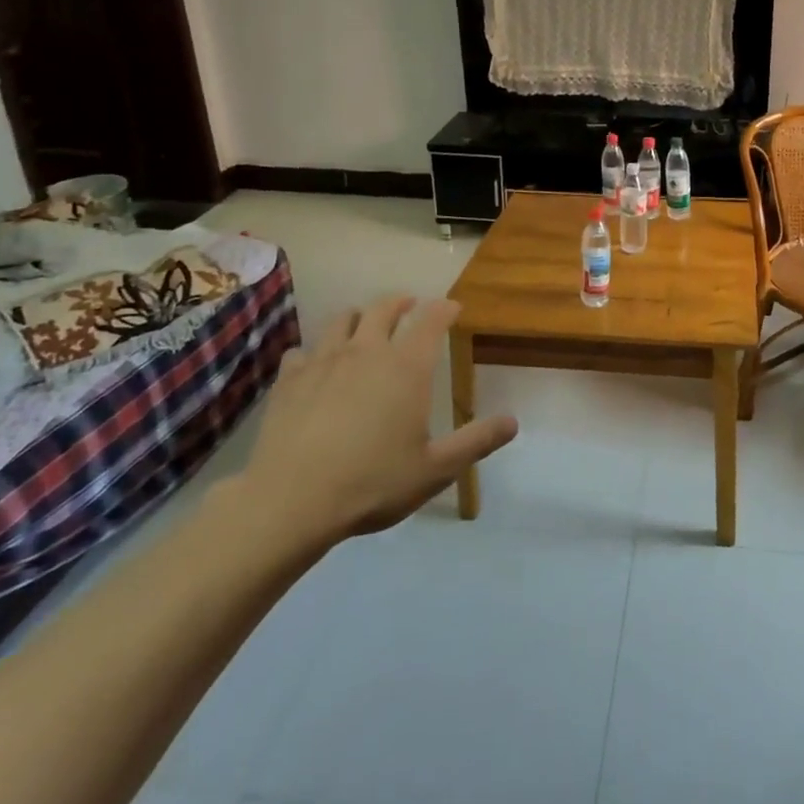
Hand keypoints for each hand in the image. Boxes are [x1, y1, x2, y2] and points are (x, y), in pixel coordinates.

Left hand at [228, 295, 517, 560]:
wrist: (291, 501)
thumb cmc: (373, 482)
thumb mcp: (435, 469)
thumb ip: (476, 442)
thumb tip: (513, 422)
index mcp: (407, 367)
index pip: (431, 320)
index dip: (445, 309)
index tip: (453, 307)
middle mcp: (367, 351)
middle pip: (383, 308)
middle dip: (401, 302)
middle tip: (409, 305)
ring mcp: (324, 361)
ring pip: (341, 320)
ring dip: (357, 317)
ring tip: (363, 325)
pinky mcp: (289, 380)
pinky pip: (302, 350)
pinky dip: (314, 351)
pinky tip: (315, 365)